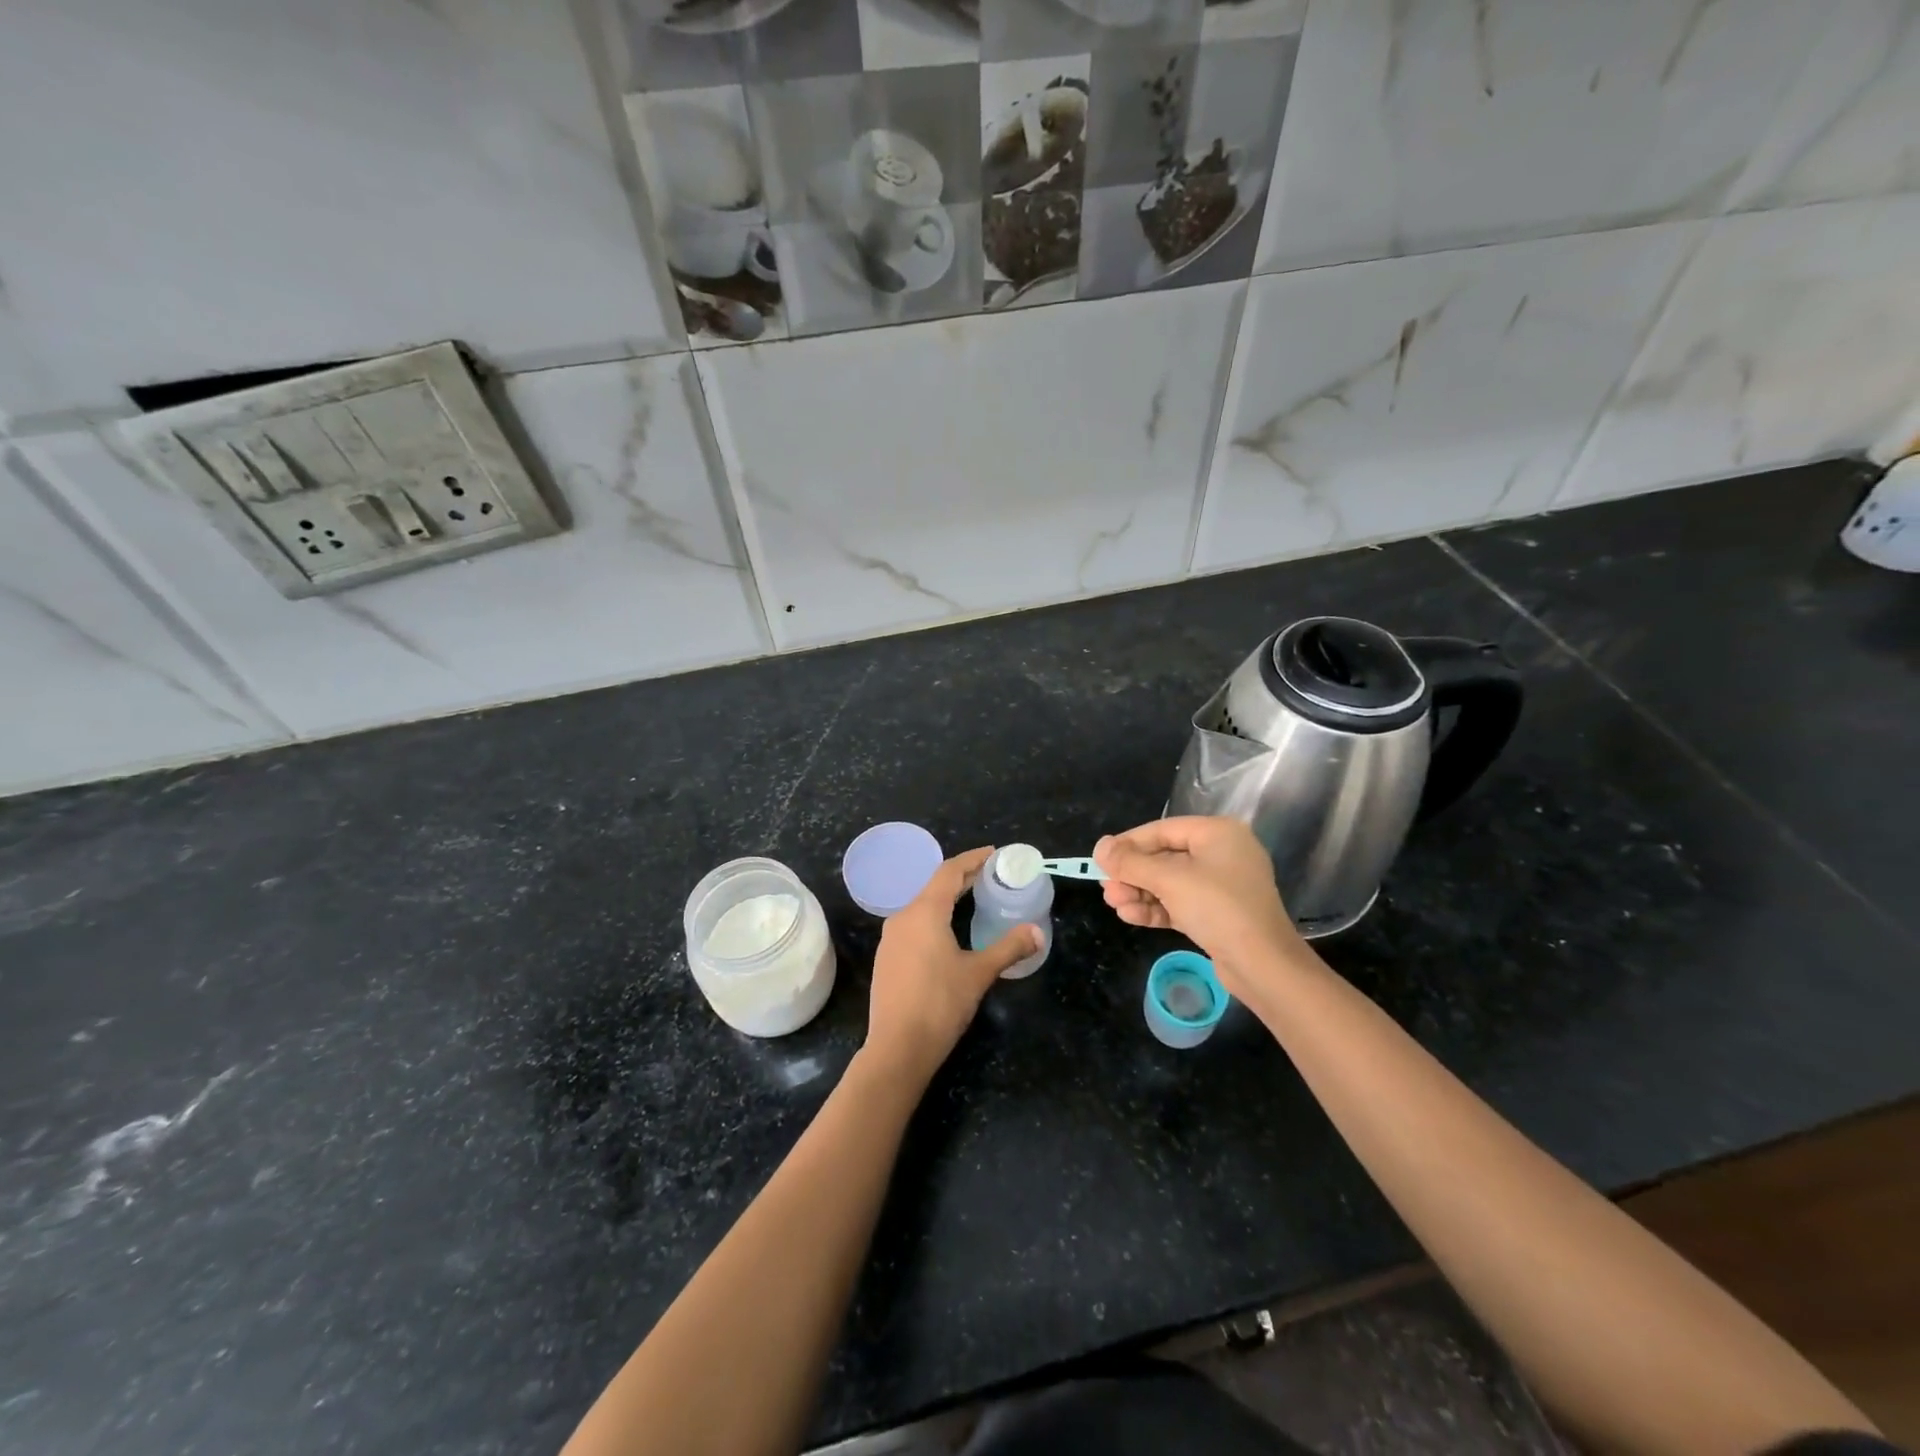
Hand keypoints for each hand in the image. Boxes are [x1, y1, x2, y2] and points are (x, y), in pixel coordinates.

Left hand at [862, 847, 1038, 1085]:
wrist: (897, 1048)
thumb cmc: (940, 1004)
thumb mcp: (979, 973)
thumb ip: (1009, 948)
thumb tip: (1038, 933)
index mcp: (924, 912)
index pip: (949, 872)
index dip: (972, 859)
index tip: (993, 853)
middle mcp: (903, 917)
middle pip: (934, 886)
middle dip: (962, 878)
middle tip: (990, 875)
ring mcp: (891, 939)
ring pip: (922, 907)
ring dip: (947, 899)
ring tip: (972, 900)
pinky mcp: (887, 958)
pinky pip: (913, 925)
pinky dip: (934, 918)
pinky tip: (948, 933)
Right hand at [1094, 817, 1306, 993]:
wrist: (1263, 966)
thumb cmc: (1218, 908)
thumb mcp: (1169, 880)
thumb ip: (1131, 862)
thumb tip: (1100, 847)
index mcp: (1217, 833)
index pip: (1162, 830)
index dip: (1128, 843)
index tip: (1101, 859)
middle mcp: (1220, 854)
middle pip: (1163, 857)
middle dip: (1132, 874)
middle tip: (1106, 888)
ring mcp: (1220, 885)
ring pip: (1168, 883)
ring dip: (1139, 893)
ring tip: (1114, 904)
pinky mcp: (1216, 914)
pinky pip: (1178, 903)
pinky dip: (1155, 908)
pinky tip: (1130, 916)